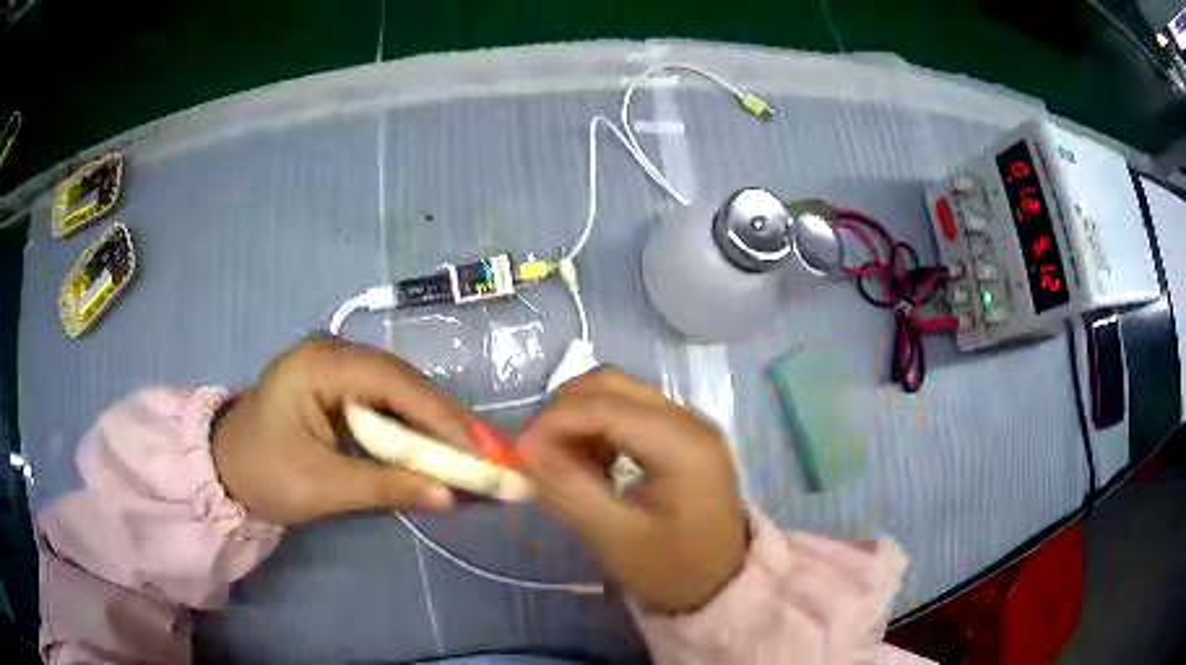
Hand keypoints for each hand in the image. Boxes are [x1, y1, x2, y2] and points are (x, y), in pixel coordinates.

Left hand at [212, 336, 470, 524]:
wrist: (224, 470)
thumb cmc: (265, 475)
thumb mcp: (324, 487)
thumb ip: (387, 487)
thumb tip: (450, 497)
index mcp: (317, 365)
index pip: (391, 380)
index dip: (437, 413)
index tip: (475, 447)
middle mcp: (329, 351)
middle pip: (398, 378)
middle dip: (439, 416)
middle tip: (478, 451)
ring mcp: (331, 363)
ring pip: (394, 385)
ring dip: (426, 419)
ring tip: (461, 449)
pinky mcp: (334, 381)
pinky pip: (380, 396)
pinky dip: (406, 422)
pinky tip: (426, 442)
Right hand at [516, 369, 746, 613]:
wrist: (719, 584)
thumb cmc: (672, 569)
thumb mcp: (616, 538)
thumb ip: (569, 490)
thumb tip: (524, 446)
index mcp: (684, 446)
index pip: (606, 406)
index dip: (554, 420)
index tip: (517, 450)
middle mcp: (691, 420)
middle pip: (614, 385)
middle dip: (565, 411)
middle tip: (536, 451)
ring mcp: (691, 423)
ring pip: (620, 392)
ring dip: (581, 417)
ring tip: (564, 462)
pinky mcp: (684, 434)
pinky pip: (632, 410)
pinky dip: (601, 426)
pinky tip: (594, 463)